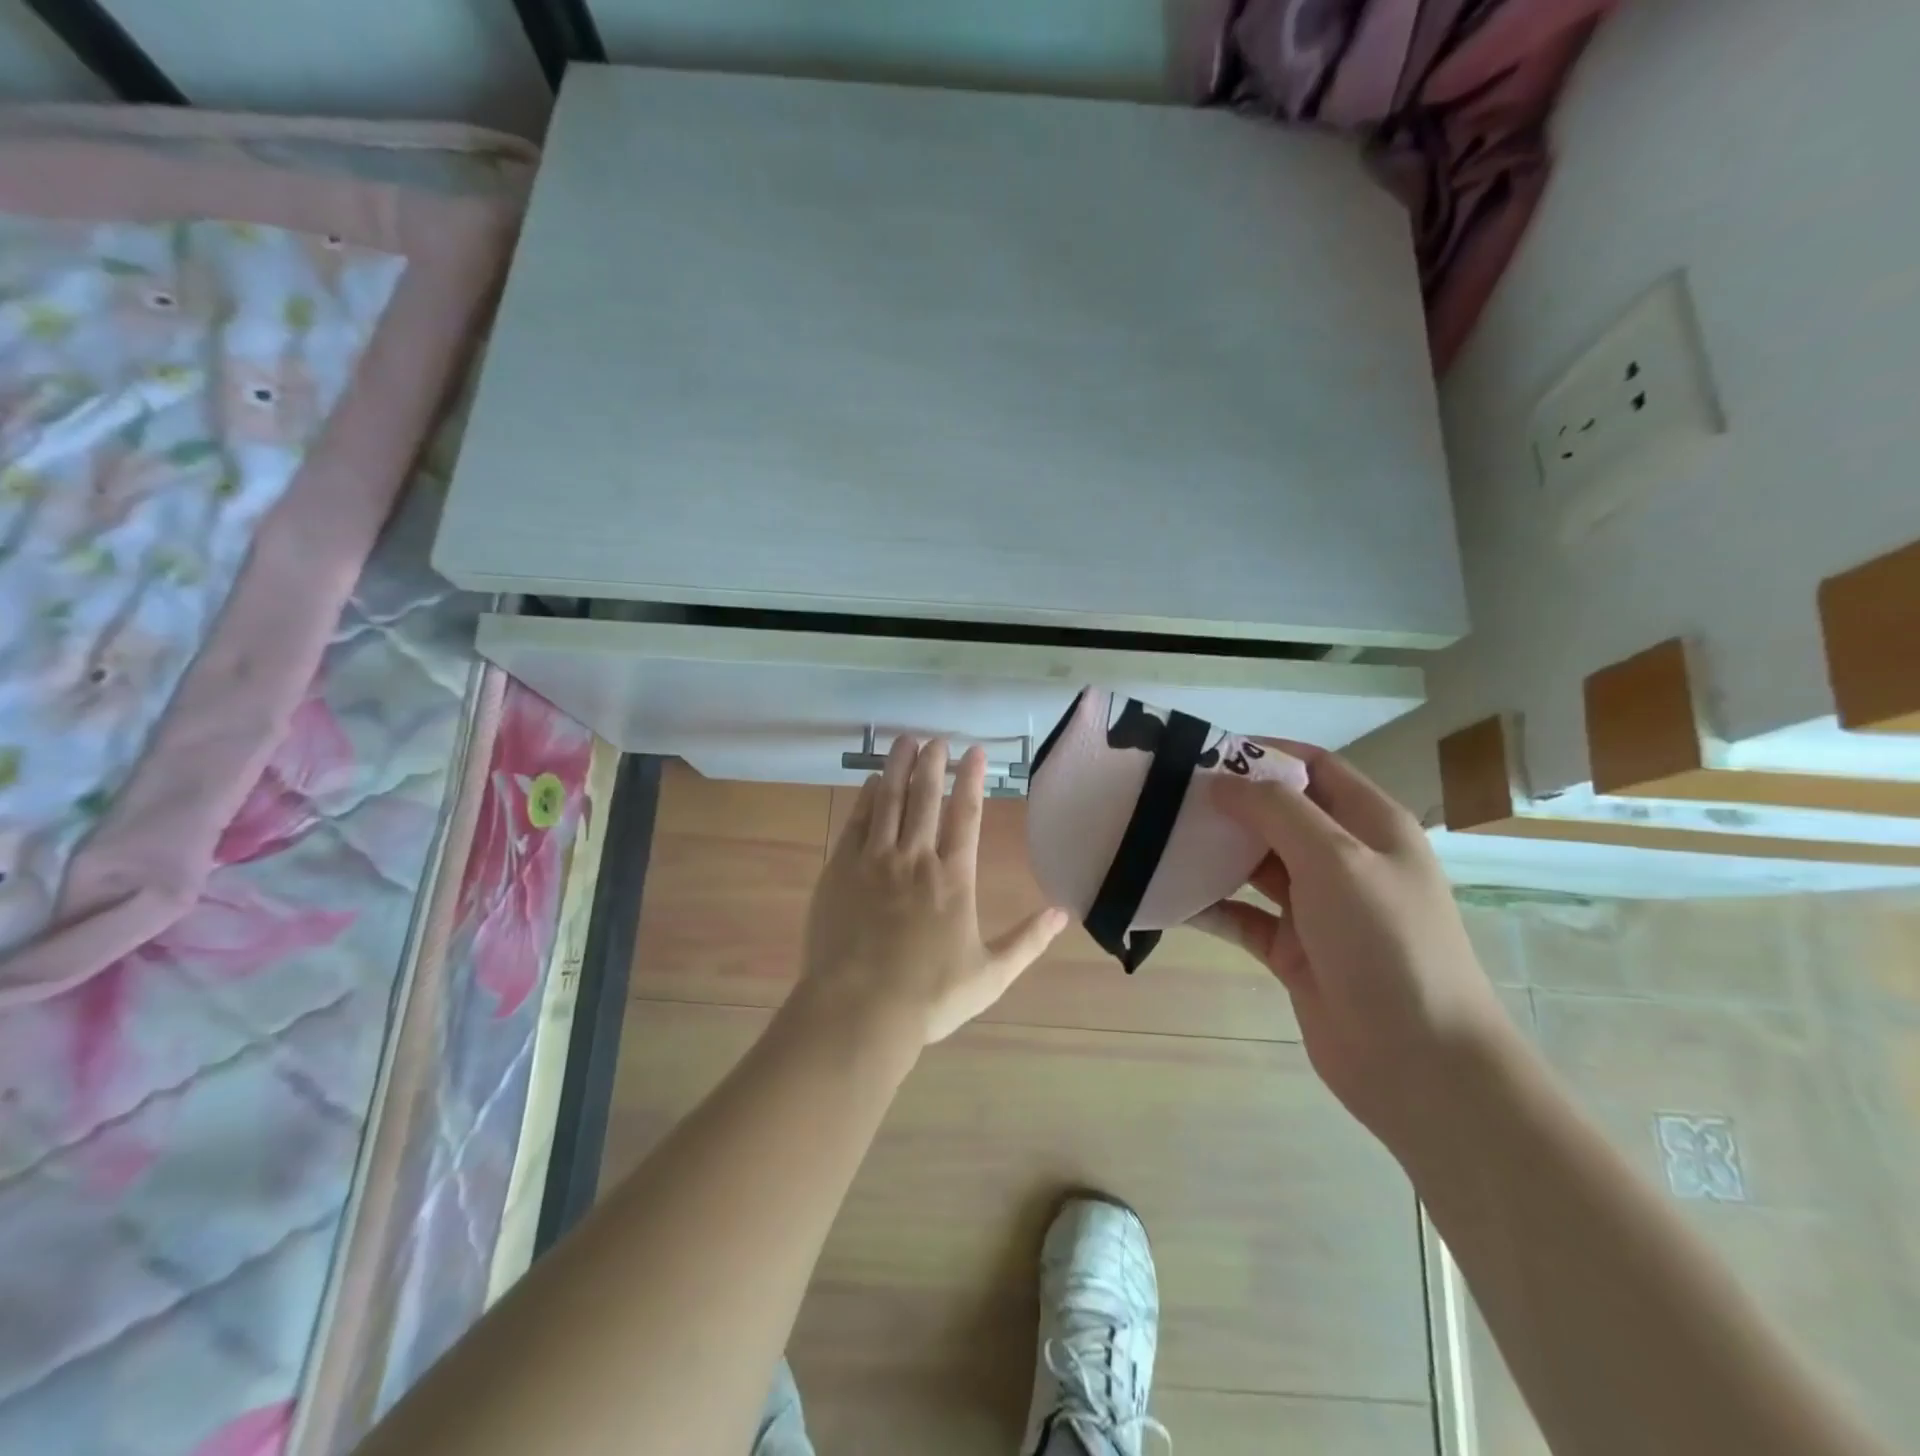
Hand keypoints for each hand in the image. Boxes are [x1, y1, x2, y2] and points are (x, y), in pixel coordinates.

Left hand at [793, 736, 1067, 1050]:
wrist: (858, 1011)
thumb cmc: (929, 996)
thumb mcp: (990, 975)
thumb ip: (1027, 940)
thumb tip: (1063, 913)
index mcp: (953, 878)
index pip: (967, 814)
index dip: (972, 779)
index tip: (976, 752)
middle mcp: (914, 858)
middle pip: (925, 797)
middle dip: (932, 763)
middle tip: (935, 739)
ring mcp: (873, 861)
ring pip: (887, 800)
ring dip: (897, 768)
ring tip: (904, 741)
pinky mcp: (840, 870)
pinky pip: (856, 822)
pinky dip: (865, 799)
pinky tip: (869, 784)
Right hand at [1190, 742, 1515, 1150]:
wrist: (1418, 1064)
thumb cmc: (1386, 945)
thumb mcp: (1337, 861)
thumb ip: (1278, 811)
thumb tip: (1222, 781)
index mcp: (1370, 825)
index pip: (1313, 767)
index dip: (1262, 753)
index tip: (1202, 752)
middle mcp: (1344, 859)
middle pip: (1277, 813)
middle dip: (1226, 802)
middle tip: (1164, 795)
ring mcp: (1317, 907)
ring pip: (1254, 864)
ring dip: (1212, 852)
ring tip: (1155, 838)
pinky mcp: (1291, 949)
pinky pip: (1241, 915)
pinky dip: (1208, 905)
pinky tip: (1167, 898)